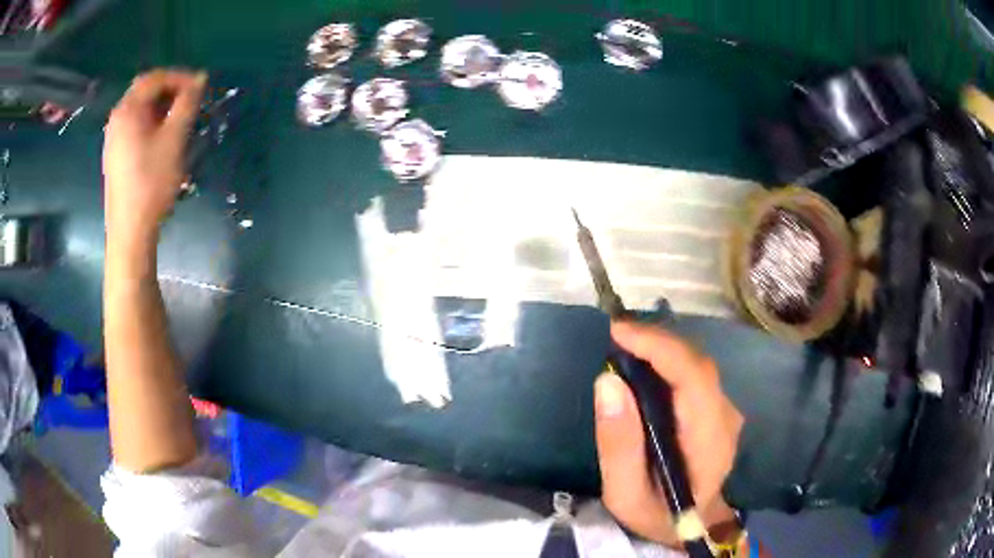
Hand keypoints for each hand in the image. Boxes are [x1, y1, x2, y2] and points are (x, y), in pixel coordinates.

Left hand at [103, 70, 205, 244]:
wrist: (129, 231)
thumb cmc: (152, 182)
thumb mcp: (174, 139)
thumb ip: (187, 104)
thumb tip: (199, 79)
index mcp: (128, 110)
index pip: (156, 78)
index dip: (180, 77)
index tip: (200, 88)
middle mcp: (117, 118)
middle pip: (144, 91)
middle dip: (170, 90)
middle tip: (190, 102)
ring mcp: (113, 138)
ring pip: (139, 109)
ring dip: (161, 107)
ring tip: (179, 121)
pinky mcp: (115, 155)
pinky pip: (134, 126)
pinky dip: (150, 122)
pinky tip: (162, 139)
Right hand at [595, 322, 743, 545]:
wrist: (691, 525)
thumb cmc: (656, 514)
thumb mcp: (624, 494)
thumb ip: (618, 445)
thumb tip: (607, 382)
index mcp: (709, 443)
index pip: (693, 379)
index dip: (659, 347)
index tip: (618, 331)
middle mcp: (726, 419)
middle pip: (697, 365)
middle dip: (656, 342)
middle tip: (614, 334)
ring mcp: (727, 412)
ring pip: (697, 365)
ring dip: (661, 348)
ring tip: (624, 345)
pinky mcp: (719, 409)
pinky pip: (694, 374)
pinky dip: (668, 361)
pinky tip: (644, 364)